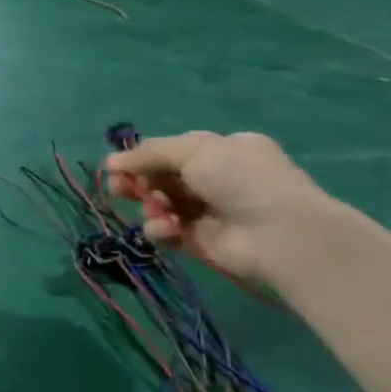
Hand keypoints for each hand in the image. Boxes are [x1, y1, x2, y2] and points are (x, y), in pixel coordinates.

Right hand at [104, 131, 337, 280]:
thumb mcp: (194, 150)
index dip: (145, 158)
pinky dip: (161, 230)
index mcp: (223, 150)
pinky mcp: (200, 241)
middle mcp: (216, 179)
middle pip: (162, 178)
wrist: (279, 233)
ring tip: (154, 210)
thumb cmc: (241, 179)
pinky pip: (168, 232)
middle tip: (119, 188)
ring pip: (161, 205)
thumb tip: (111, 161)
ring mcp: (208, 211)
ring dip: (150, 206)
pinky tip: (167, 229)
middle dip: (138, 182)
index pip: (173, 151)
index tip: (119, 165)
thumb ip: (149, 153)